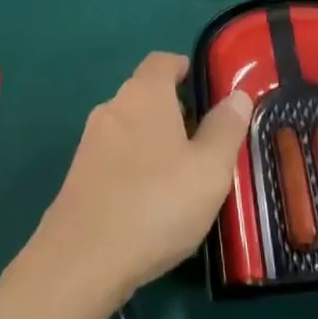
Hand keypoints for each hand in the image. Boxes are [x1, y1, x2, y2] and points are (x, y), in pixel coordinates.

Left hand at [36, 52, 251, 307]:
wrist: (83, 257)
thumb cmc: (156, 203)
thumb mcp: (209, 168)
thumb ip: (226, 128)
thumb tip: (237, 95)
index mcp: (144, 94)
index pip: (163, 61)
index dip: (186, 68)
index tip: (209, 88)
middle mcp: (113, 106)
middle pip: (147, 94)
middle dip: (176, 110)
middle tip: (208, 141)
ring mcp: (91, 141)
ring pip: (131, 128)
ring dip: (156, 141)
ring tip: (185, 175)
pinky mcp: (80, 174)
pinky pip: (116, 157)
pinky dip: (137, 166)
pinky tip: (153, 201)